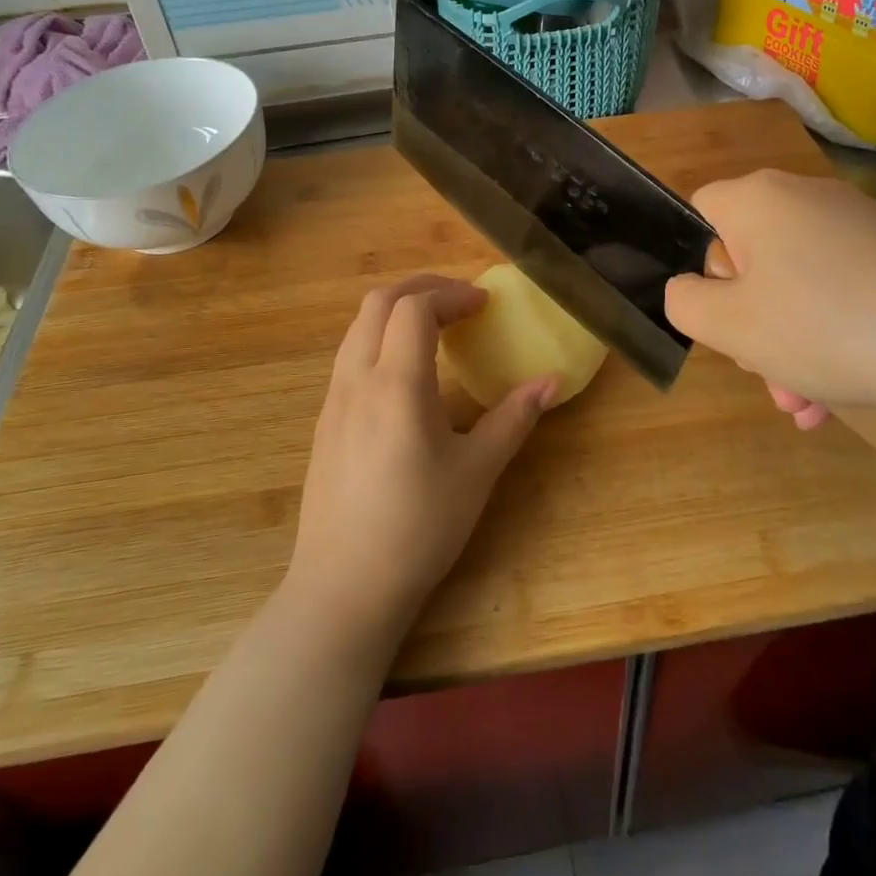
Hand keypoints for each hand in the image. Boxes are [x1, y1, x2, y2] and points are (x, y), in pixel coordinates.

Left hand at [285, 276, 556, 641]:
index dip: (452, 294)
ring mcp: (333, 399)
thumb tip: (550, 381)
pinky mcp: (325, 420)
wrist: (343, 587)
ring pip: (358, 326)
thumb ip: (513, 418)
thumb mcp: (477, 472)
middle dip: (421, 287)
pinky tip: (406, 372)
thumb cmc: (418, 528)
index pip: (416, 307)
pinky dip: (380, 337)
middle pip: (379, 302)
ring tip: (435, 327)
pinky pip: (350, 355)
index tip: (484, 305)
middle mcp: (357, 379)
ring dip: (397, 310)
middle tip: (460, 300)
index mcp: (396, 384)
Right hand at [665, 170, 875, 428]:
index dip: (698, 266)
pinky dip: (833, 340)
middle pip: (750, 258)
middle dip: (749, 324)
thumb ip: (685, 303)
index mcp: (757, 200)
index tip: (720, 315)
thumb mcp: (732, 326)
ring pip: (797, 287)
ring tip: (804, 406)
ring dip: (789, 347)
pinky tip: (841, 397)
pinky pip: (843, 295)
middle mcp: (806, 199)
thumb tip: (689, 289)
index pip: (700, 212)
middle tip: (765, 376)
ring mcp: (860, 226)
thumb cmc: (829, 325)